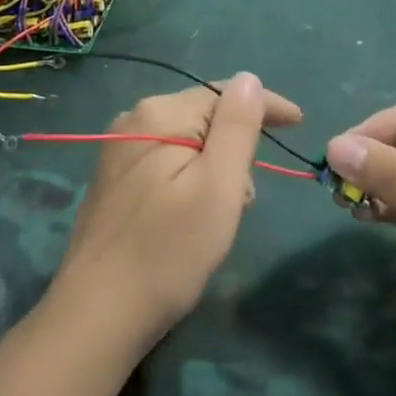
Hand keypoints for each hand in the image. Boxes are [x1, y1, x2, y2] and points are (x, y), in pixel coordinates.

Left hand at [51, 74, 302, 352]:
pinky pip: (167, 162)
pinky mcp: (113, 180)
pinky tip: (191, 218)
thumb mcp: (217, 187)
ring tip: (218, 217)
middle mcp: (134, 120)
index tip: (299, 123)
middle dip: (235, 148)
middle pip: (205, 117)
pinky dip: (190, 180)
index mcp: (159, 114)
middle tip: (244, 199)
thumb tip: (249, 79)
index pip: (223, 93)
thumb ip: (237, 127)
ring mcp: (118, 151)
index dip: (265, 105)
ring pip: (187, 142)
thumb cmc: (168, 251)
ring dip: (214, 169)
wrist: (96, 316)